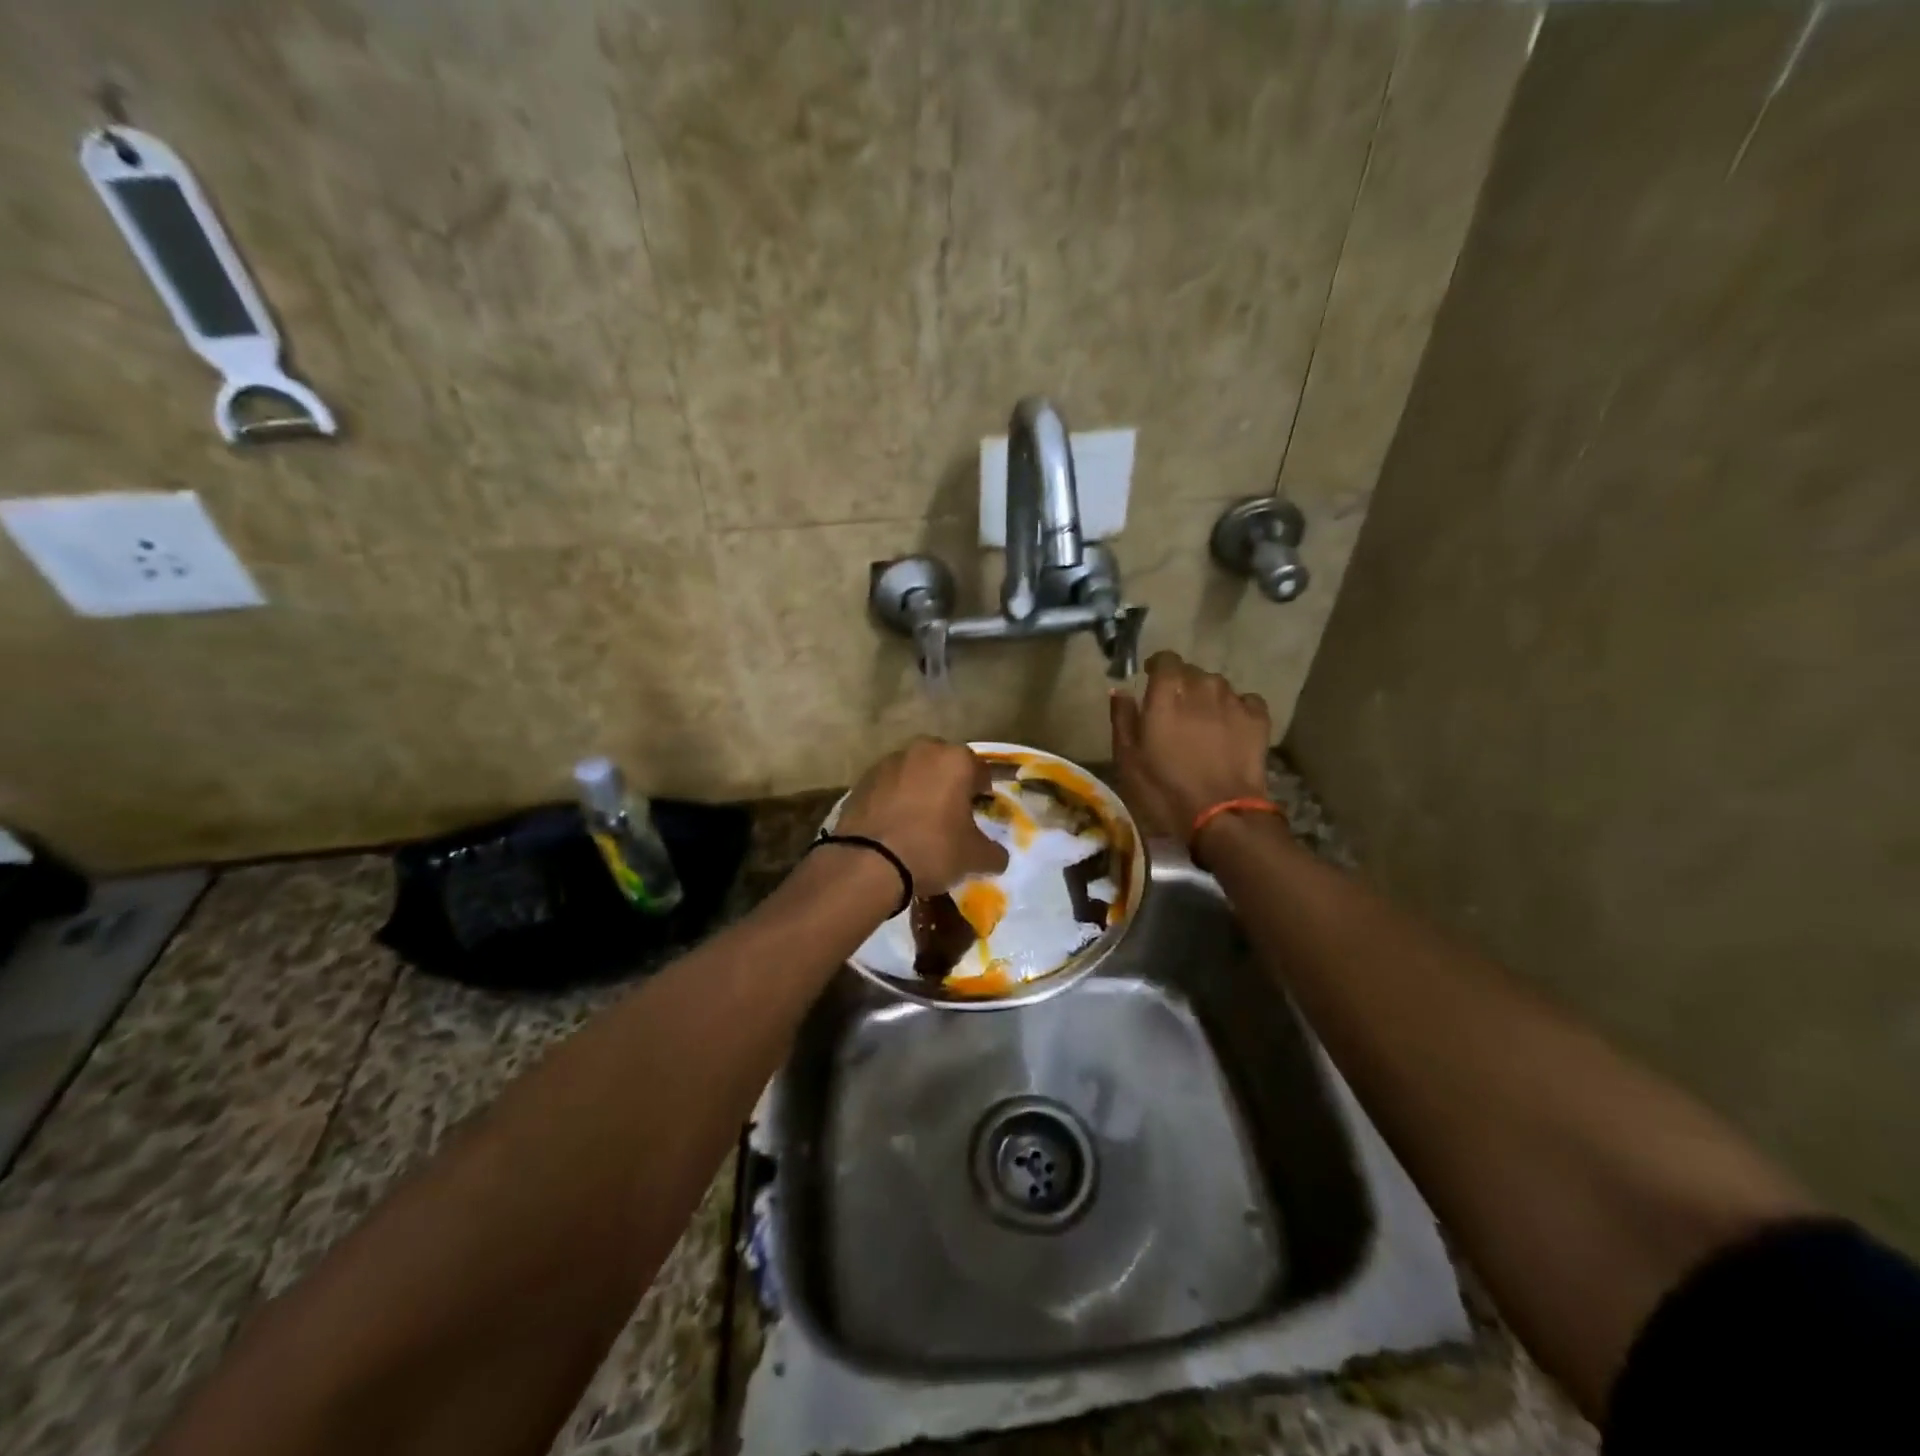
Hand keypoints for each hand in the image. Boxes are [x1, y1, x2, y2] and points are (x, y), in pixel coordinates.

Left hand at [836, 738, 1009, 894]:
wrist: (867, 862)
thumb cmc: (931, 849)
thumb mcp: (974, 857)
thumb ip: (994, 853)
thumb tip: (998, 856)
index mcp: (956, 760)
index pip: (981, 772)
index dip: (983, 793)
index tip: (980, 812)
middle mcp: (923, 750)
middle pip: (945, 766)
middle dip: (950, 785)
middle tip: (951, 815)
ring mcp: (889, 762)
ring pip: (915, 773)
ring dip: (921, 789)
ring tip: (920, 821)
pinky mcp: (863, 779)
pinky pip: (889, 786)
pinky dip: (895, 799)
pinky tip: (894, 825)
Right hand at [1110, 651, 1272, 836]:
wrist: (1222, 815)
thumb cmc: (1164, 790)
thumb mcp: (1128, 760)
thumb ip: (1122, 720)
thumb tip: (1119, 691)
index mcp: (1166, 695)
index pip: (1165, 660)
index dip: (1158, 666)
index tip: (1151, 678)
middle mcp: (1201, 689)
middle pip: (1192, 672)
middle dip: (1182, 683)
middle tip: (1175, 708)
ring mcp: (1233, 702)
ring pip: (1218, 686)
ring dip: (1208, 696)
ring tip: (1203, 720)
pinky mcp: (1258, 719)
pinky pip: (1245, 701)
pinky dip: (1236, 707)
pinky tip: (1230, 726)